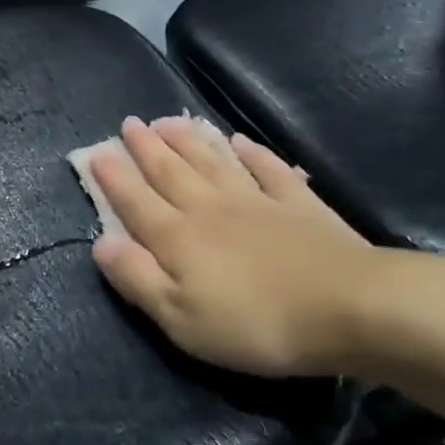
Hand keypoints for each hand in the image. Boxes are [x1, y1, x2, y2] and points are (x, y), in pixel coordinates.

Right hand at [87, 117, 444, 376]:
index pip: (136, 201)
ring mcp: (257, 201)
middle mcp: (210, 208)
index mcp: (178, 237)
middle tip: (130, 123)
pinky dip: (252, 152)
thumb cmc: (256, 323)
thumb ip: (137, 278)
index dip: (113, 177)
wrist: (349, 308)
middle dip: (146, 147)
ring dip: (188, 140)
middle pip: (171, 171)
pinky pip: (268, 169)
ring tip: (169, 120)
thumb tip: (100, 242)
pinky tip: (240, 141)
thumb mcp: (181, 318)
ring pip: (213, 161)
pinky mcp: (299, 204)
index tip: (95, 152)